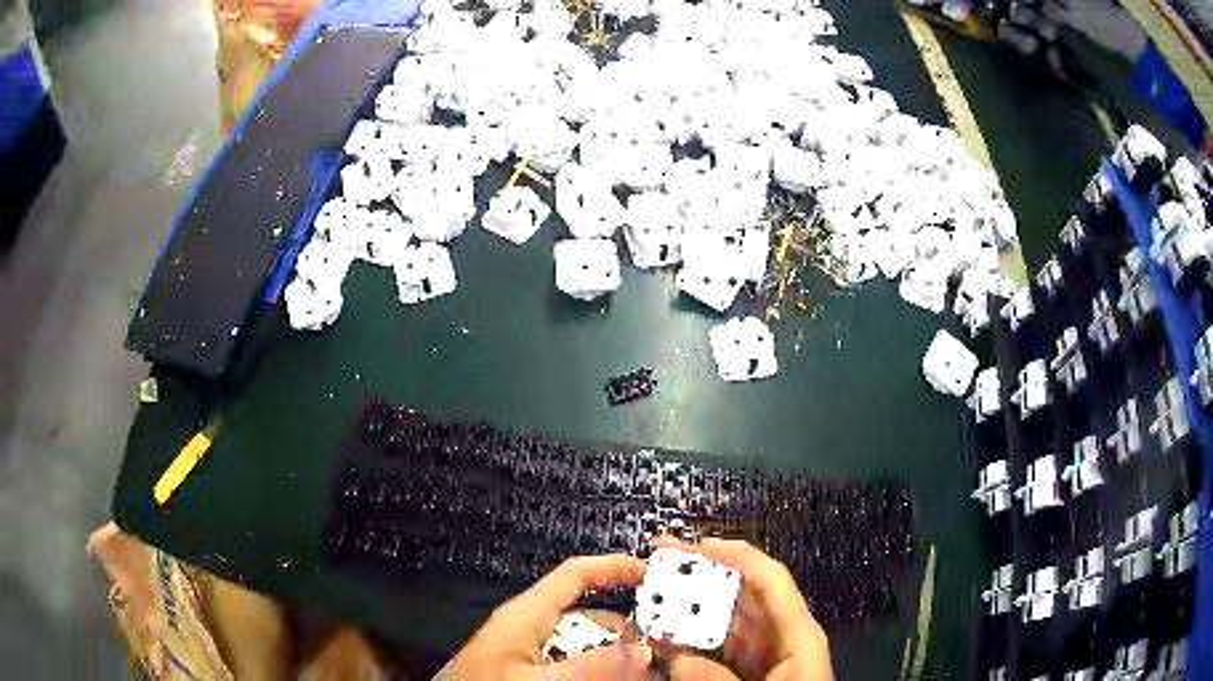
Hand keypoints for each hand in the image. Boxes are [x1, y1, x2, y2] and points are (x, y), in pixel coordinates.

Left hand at [437, 555, 652, 679]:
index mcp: (527, 615)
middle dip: (629, 629)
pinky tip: (617, 679)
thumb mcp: (535, 680)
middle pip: (590, 617)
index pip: (575, 575)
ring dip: (616, 656)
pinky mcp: (528, 672)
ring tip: (647, 669)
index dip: (614, 567)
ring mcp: (530, 655)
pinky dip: (598, 671)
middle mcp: (531, 630)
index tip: (655, 574)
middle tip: (664, 647)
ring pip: (585, 648)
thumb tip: (644, 652)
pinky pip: (572, 666)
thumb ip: (590, 668)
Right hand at [666, 539, 832, 680]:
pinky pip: (717, 652)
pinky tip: (664, 640)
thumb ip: (715, 679)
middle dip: (701, 579)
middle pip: (742, 598)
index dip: (735, 556)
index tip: (695, 544)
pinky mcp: (747, 675)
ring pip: (724, 625)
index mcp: (797, 636)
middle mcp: (781, 639)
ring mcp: (764, 658)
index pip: (769, 580)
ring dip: (690, 612)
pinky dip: (691, 644)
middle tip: (660, 565)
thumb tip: (674, 656)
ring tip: (653, 599)